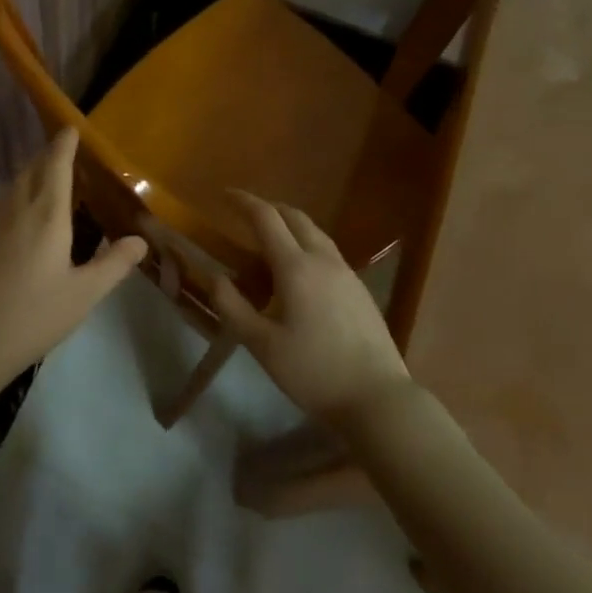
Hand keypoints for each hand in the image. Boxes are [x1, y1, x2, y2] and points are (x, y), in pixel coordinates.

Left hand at [0, 129, 147, 392]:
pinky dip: (18, 195)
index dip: (64, 145)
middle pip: (32, 170)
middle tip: (65, 152)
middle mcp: (18, 208)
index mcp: (47, 214)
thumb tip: (140, 240)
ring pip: (14, 185)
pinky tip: (24, 214)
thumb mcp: (84, 293)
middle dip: (48, 156)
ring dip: (31, 173)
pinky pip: (3, 204)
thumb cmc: (35, 314)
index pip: (56, 166)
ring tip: (48, 178)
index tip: (71, 129)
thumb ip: (113, 264)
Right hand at [213, 192, 411, 428]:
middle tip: (244, 213)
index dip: (243, 202)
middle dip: (268, 208)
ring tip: (269, 236)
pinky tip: (298, 268)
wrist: (377, 397)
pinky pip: (327, 250)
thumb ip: (232, 306)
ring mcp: (346, 272)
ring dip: (289, 224)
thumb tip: (214, 276)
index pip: (266, 218)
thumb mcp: (261, 344)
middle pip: (295, 217)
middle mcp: (323, 259)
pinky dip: (305, 242)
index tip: (224, 195)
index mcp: (296, 267)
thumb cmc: (313, 371)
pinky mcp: (359, 288)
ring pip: (315, 232)